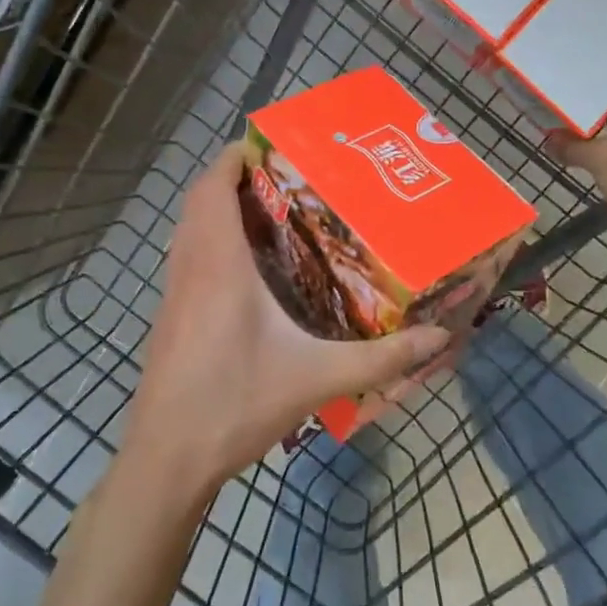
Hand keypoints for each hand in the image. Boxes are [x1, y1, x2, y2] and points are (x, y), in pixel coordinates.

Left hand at [124, 145, 450, 493]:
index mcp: (218, 265)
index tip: (273, 145)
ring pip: (190, 230)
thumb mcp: (316, 379)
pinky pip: (189, 258)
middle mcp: (190, 268)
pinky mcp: (169, 318)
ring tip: (276, 215)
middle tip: (289, 180)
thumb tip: (438, 339)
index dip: (236, 157)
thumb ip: (380, 358)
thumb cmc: (236, 405)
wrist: (168, 459)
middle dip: (237, 180)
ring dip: (222, 211)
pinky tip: (252, 272)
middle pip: (200, 201)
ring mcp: (173, 294)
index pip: (213, 187)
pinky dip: (214, 243)